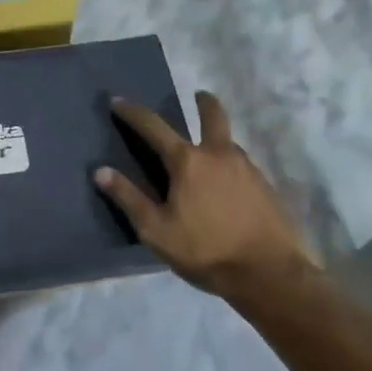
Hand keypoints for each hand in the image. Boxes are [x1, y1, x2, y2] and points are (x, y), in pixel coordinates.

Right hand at [95, 92, 314, 297]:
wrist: (270, 274)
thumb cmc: (206, 250)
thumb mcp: (156, 230)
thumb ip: (129, 198)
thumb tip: (101, 171)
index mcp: (188, 161)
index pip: (154, 127)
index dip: (133, 112)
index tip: (118, 101)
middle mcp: (219, 154)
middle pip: (213, 116)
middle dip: (204, 102)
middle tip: (198, 96)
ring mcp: (248, 168)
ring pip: (229, 142)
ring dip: (217, 138)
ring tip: (208, 153)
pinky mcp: (266, 187)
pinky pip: (243, 166)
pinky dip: (231, 165)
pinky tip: (228, 184)